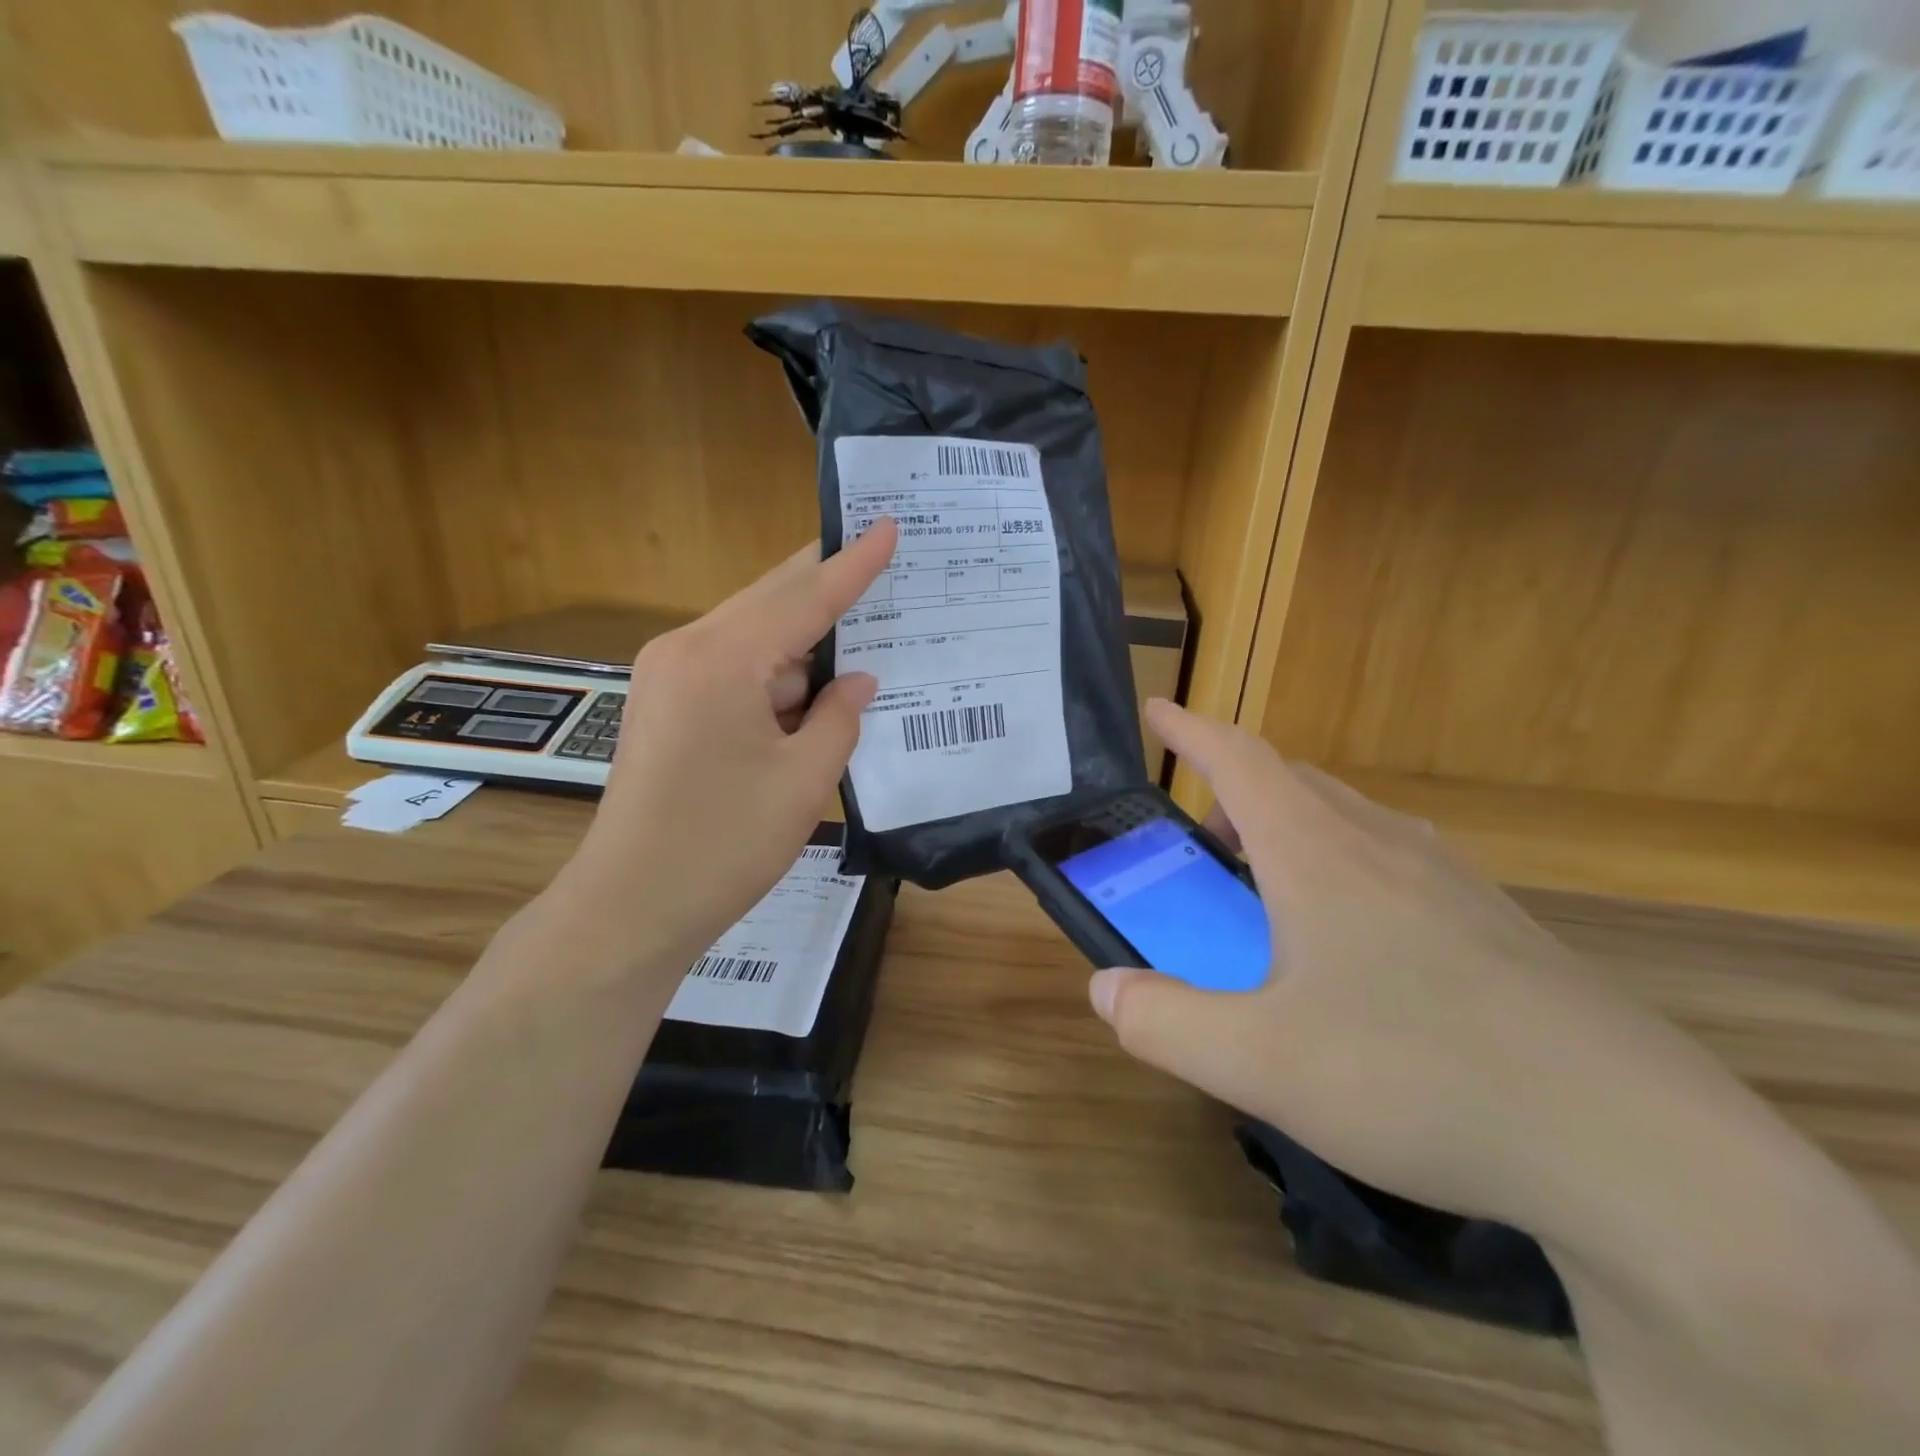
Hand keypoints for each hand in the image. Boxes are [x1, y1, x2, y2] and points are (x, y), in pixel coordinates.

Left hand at [544, 520, 896, 982]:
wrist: (631, 906)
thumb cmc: (723, 845)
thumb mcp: (803, 780)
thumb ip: (839, 717)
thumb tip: (858, 680)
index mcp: (721, 660)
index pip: (804, 598)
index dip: (853, 565)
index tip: (887, 524)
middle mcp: (686, 650)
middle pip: (771, 601)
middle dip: (827, 587)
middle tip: (882, 563)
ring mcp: (668, 675)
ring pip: (754, 636)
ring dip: (805, 640)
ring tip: (864, 637)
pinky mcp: (666, 703)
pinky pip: (735, 667)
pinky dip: (777, 673)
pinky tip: (814, 687)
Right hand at [1090, 699, 1699, 1228]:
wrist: (1635, 1147)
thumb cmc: (1418, 1079)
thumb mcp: (1259, 1063)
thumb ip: (1164, 1022)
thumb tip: (1104, 989)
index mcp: (1319, 854)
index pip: (1240, 760)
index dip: (1190, 730)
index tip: (1157, 710)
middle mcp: (1386, 846)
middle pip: (1295, 782)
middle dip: (1235, 790)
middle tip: (1203, 837)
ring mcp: (1453, 882)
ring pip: (1351, 820)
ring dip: (1292, 830)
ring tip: (1268, 888)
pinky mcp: (1499, 925)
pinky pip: (1399, 863)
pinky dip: (1347, 869)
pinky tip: (1357, 945)